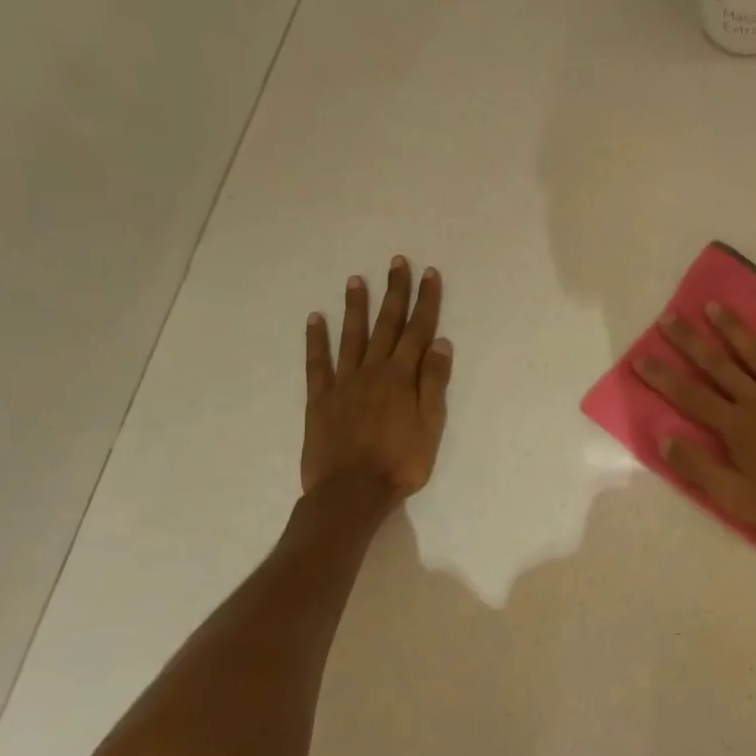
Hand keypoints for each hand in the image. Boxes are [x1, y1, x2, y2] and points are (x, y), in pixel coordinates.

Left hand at [302, 259, 451, 499]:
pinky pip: (317, 363)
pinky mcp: (320, 399)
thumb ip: (433, 382)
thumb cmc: (401, 463)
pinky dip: (316, 340)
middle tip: (396, 263)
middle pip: (387, 325)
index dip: (425, 302)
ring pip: (352, 336)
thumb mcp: (431, 425)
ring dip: (356, 307)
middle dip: (394, 292)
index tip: (429, 274)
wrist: (351, 492)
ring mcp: (343, 383)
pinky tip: (315, 319)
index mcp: (402, 377)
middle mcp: (373, 371)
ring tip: (356, 279)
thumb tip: (440, 342)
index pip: (418, 331)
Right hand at [634, 303, 755, 544]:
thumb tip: (664, 438)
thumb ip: (700, 468)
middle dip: (690, 341)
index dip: (663, 376)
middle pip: (718, 365)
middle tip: (669, 317)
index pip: (690, 396)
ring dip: (732, 328)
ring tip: (713, 305)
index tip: (640, 356)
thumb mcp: (737, 498)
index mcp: (735, 427)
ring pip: (755, 353)